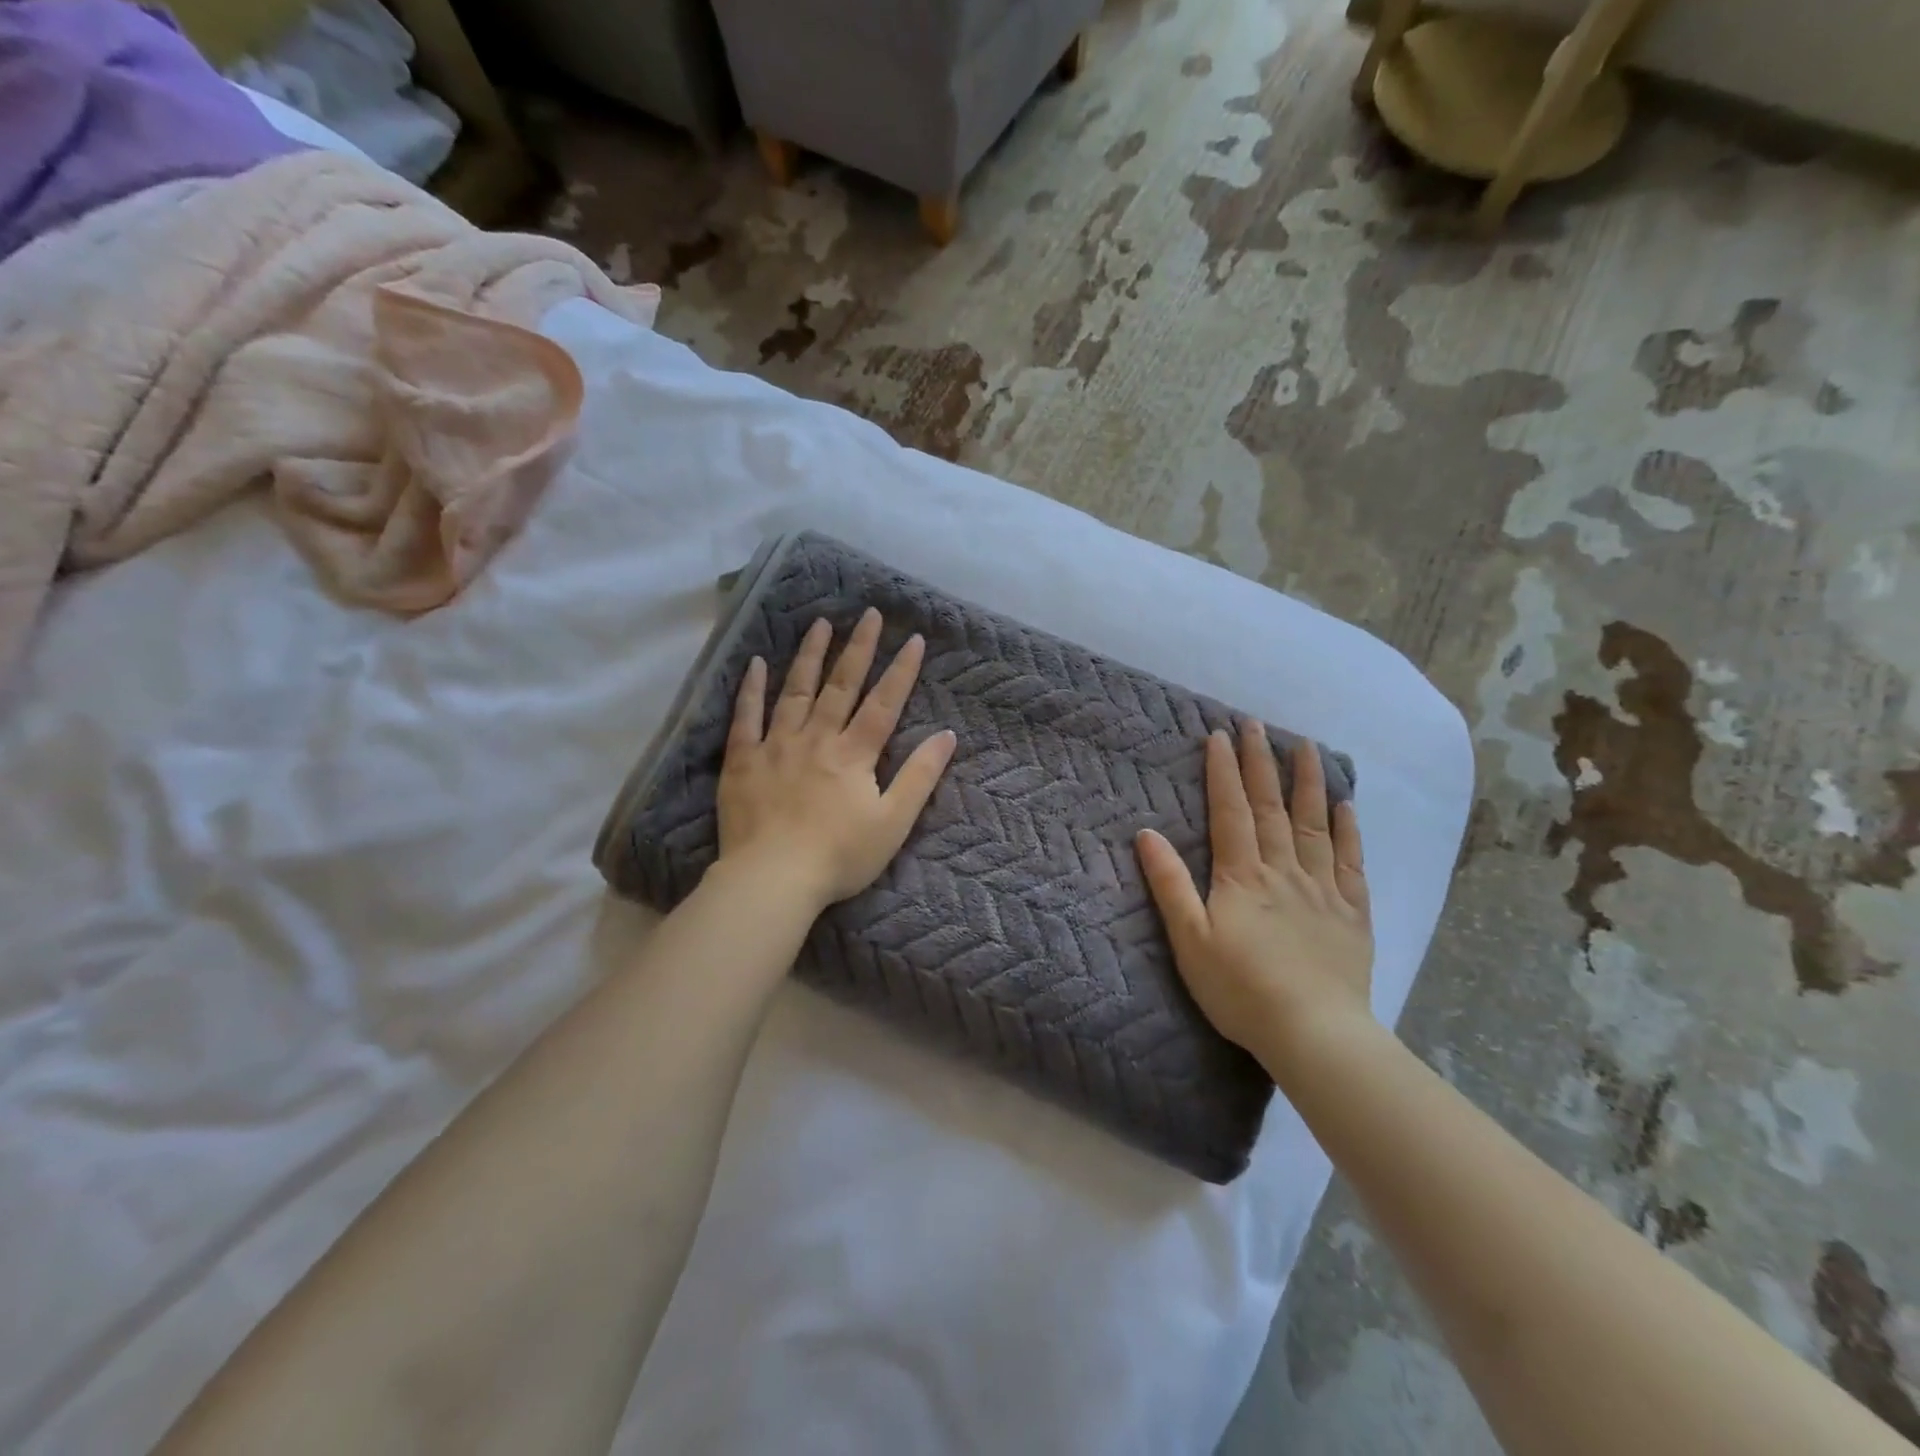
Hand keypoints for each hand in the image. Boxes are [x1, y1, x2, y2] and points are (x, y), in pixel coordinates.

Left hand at [717, 608, 957, 909]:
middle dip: (858, 648)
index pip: (884, 703)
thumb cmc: (840, 857)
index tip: (913, 639)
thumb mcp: (893, 822)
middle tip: (869, 614)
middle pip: (841, 686)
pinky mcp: (743, 761)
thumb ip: (920, 776)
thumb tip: (947, 735)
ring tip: (820, 624)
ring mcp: (776, 746)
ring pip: (795, 691)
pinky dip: (751, 689)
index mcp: (854, 754)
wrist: (773, 879)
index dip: (901, 671)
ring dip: (810, 656)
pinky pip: (745, 718)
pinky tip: (756, 663)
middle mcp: (817, 738)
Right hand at [1135, 722, 1372, 1065]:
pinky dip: (1349, 830)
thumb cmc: (1240, 990)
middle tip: (1256, 724)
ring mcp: (1323, 889)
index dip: (1224, 772)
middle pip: (1271, 807)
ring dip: (1308, 782)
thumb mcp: (1190, 940)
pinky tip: (1346, 806)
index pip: (1231, 811)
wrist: (1313, 1033)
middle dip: (1261, 763)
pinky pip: (1352, 862)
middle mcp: (1283, 870)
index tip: (1220, 735)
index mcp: (1242, 876)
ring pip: (1315, 824)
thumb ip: (1170, 884)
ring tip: (1306, 746)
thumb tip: (1147, 834)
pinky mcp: (1352, 913)